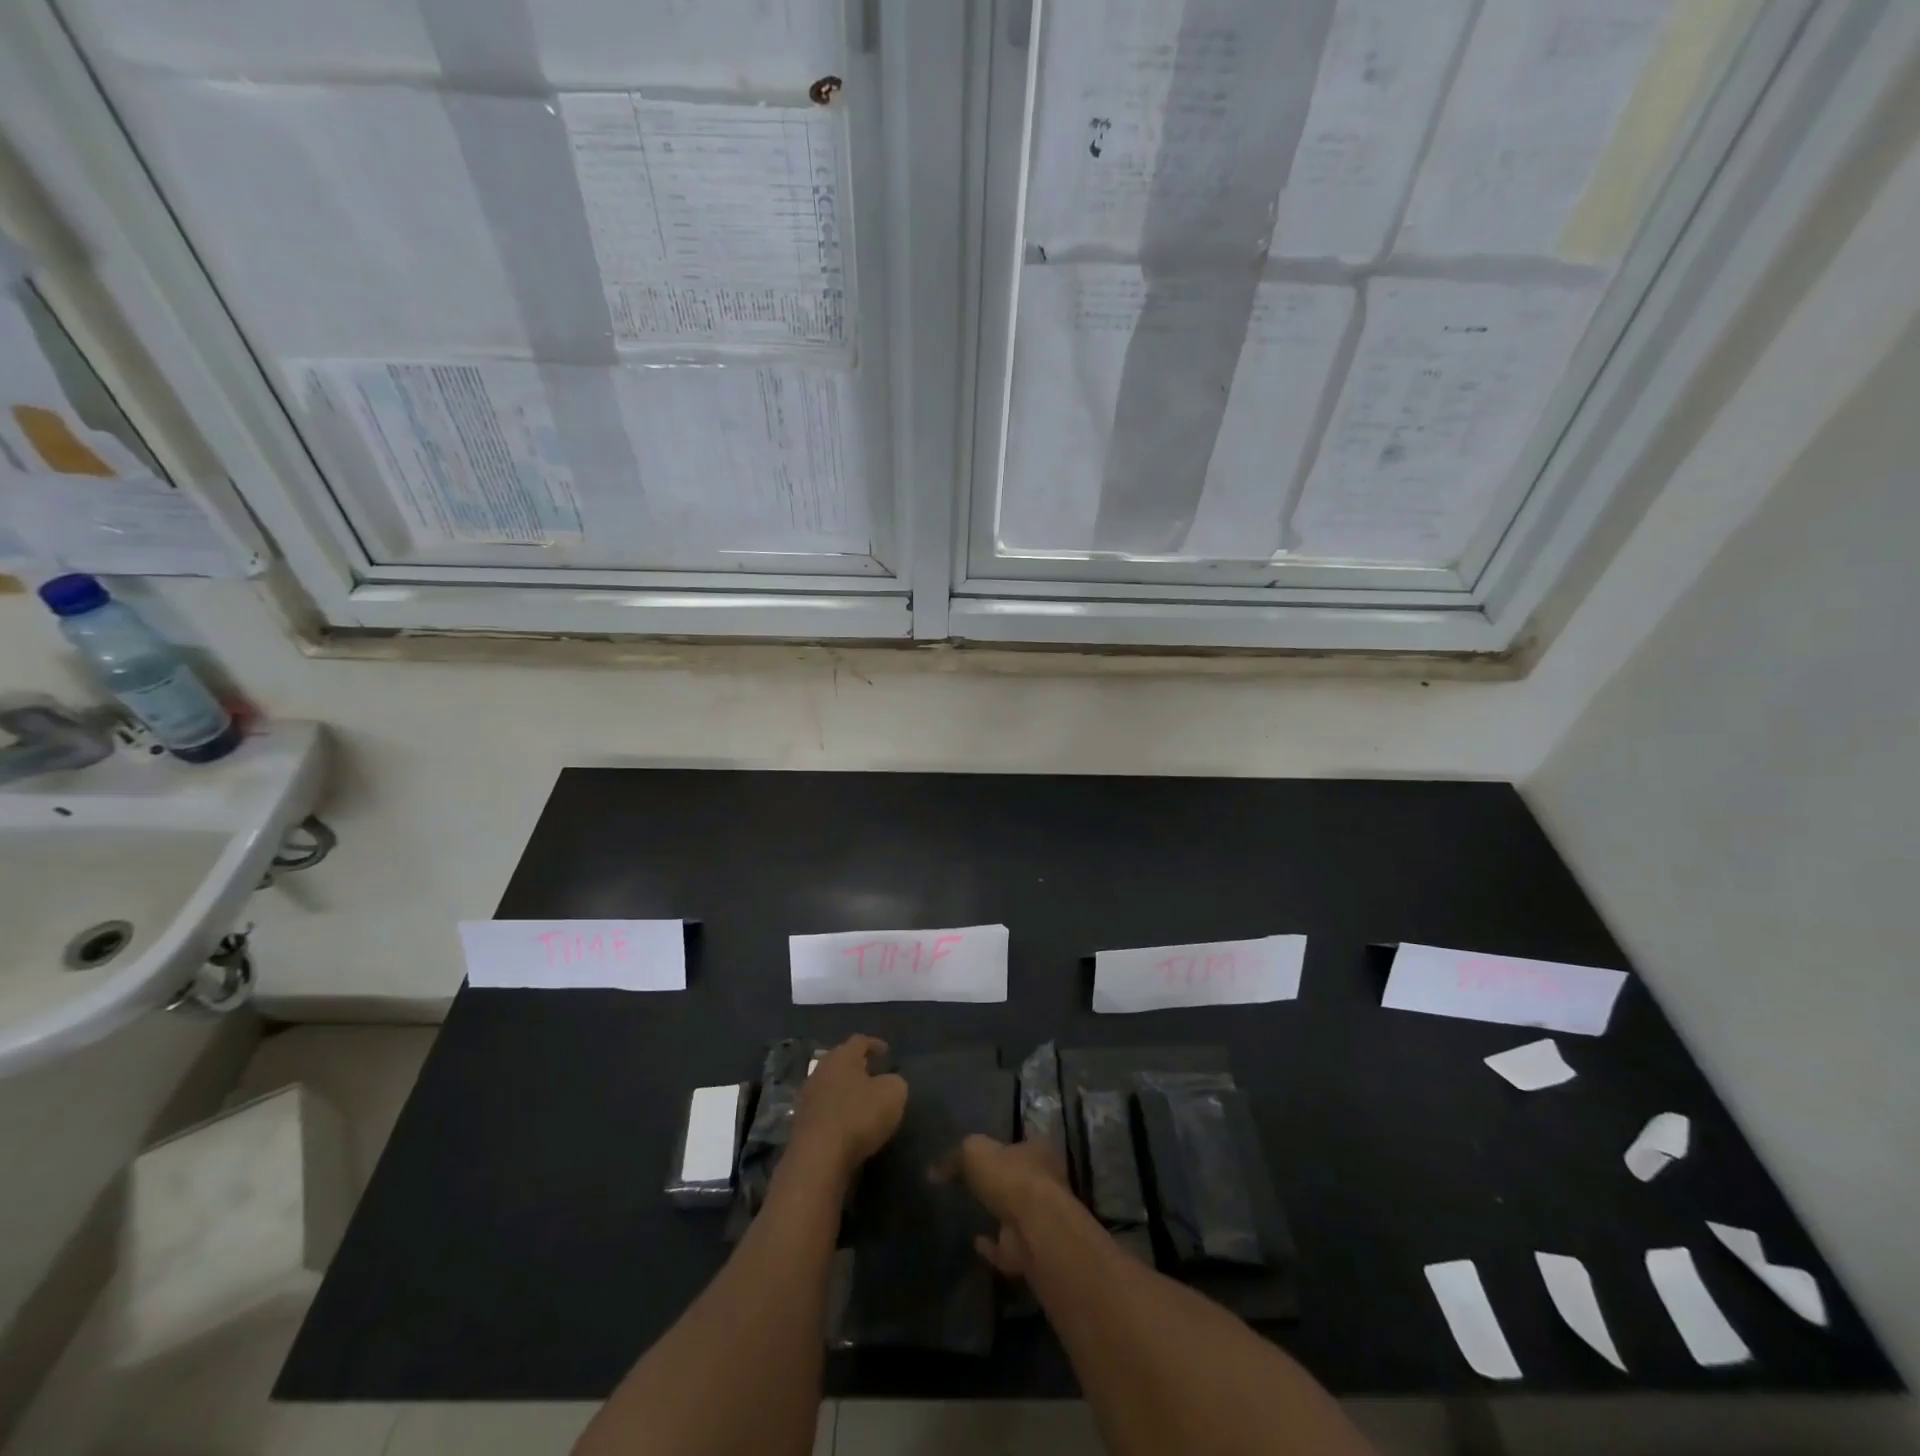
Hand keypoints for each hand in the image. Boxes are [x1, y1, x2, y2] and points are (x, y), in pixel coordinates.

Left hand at [789, 1035, 906, 1183]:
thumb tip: (889, 1082)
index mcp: (842, 1057)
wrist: (817, 1159)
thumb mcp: (893, 1094)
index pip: (860, 1041)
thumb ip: (895, 1082)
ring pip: (830, 1086)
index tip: (887, 1052)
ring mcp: (807, 1098)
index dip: (875, 1044)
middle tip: (874, 1073)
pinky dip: (836, 1112)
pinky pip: (823, 1110)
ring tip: (862, 1101)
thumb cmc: (858, 1116)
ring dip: (845, 1091)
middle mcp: (821, 1071)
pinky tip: (848, 1123)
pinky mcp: (801, 1124)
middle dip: (857, 1066)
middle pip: (841, 1062)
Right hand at [953, 1135, 1070, 1279]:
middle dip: (1002, 1183)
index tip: (984, 1155)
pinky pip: (1006, 1248)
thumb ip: (955, 1158)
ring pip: (1016, 1215)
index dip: (1002, 1148)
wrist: (1035, 1229)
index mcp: (1038, 1152)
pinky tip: (976, 1242)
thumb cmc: (1011, 1177)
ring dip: (998, 1215)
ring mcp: (1040, 1221)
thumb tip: (934, 1171)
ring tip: (973, 1214)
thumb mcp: (975, 1152)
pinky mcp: (1030, 1252)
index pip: (1021, 1145)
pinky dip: (992, 1247)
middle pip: (1020, 1180)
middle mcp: (1045, 1183)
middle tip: (976, 1185)